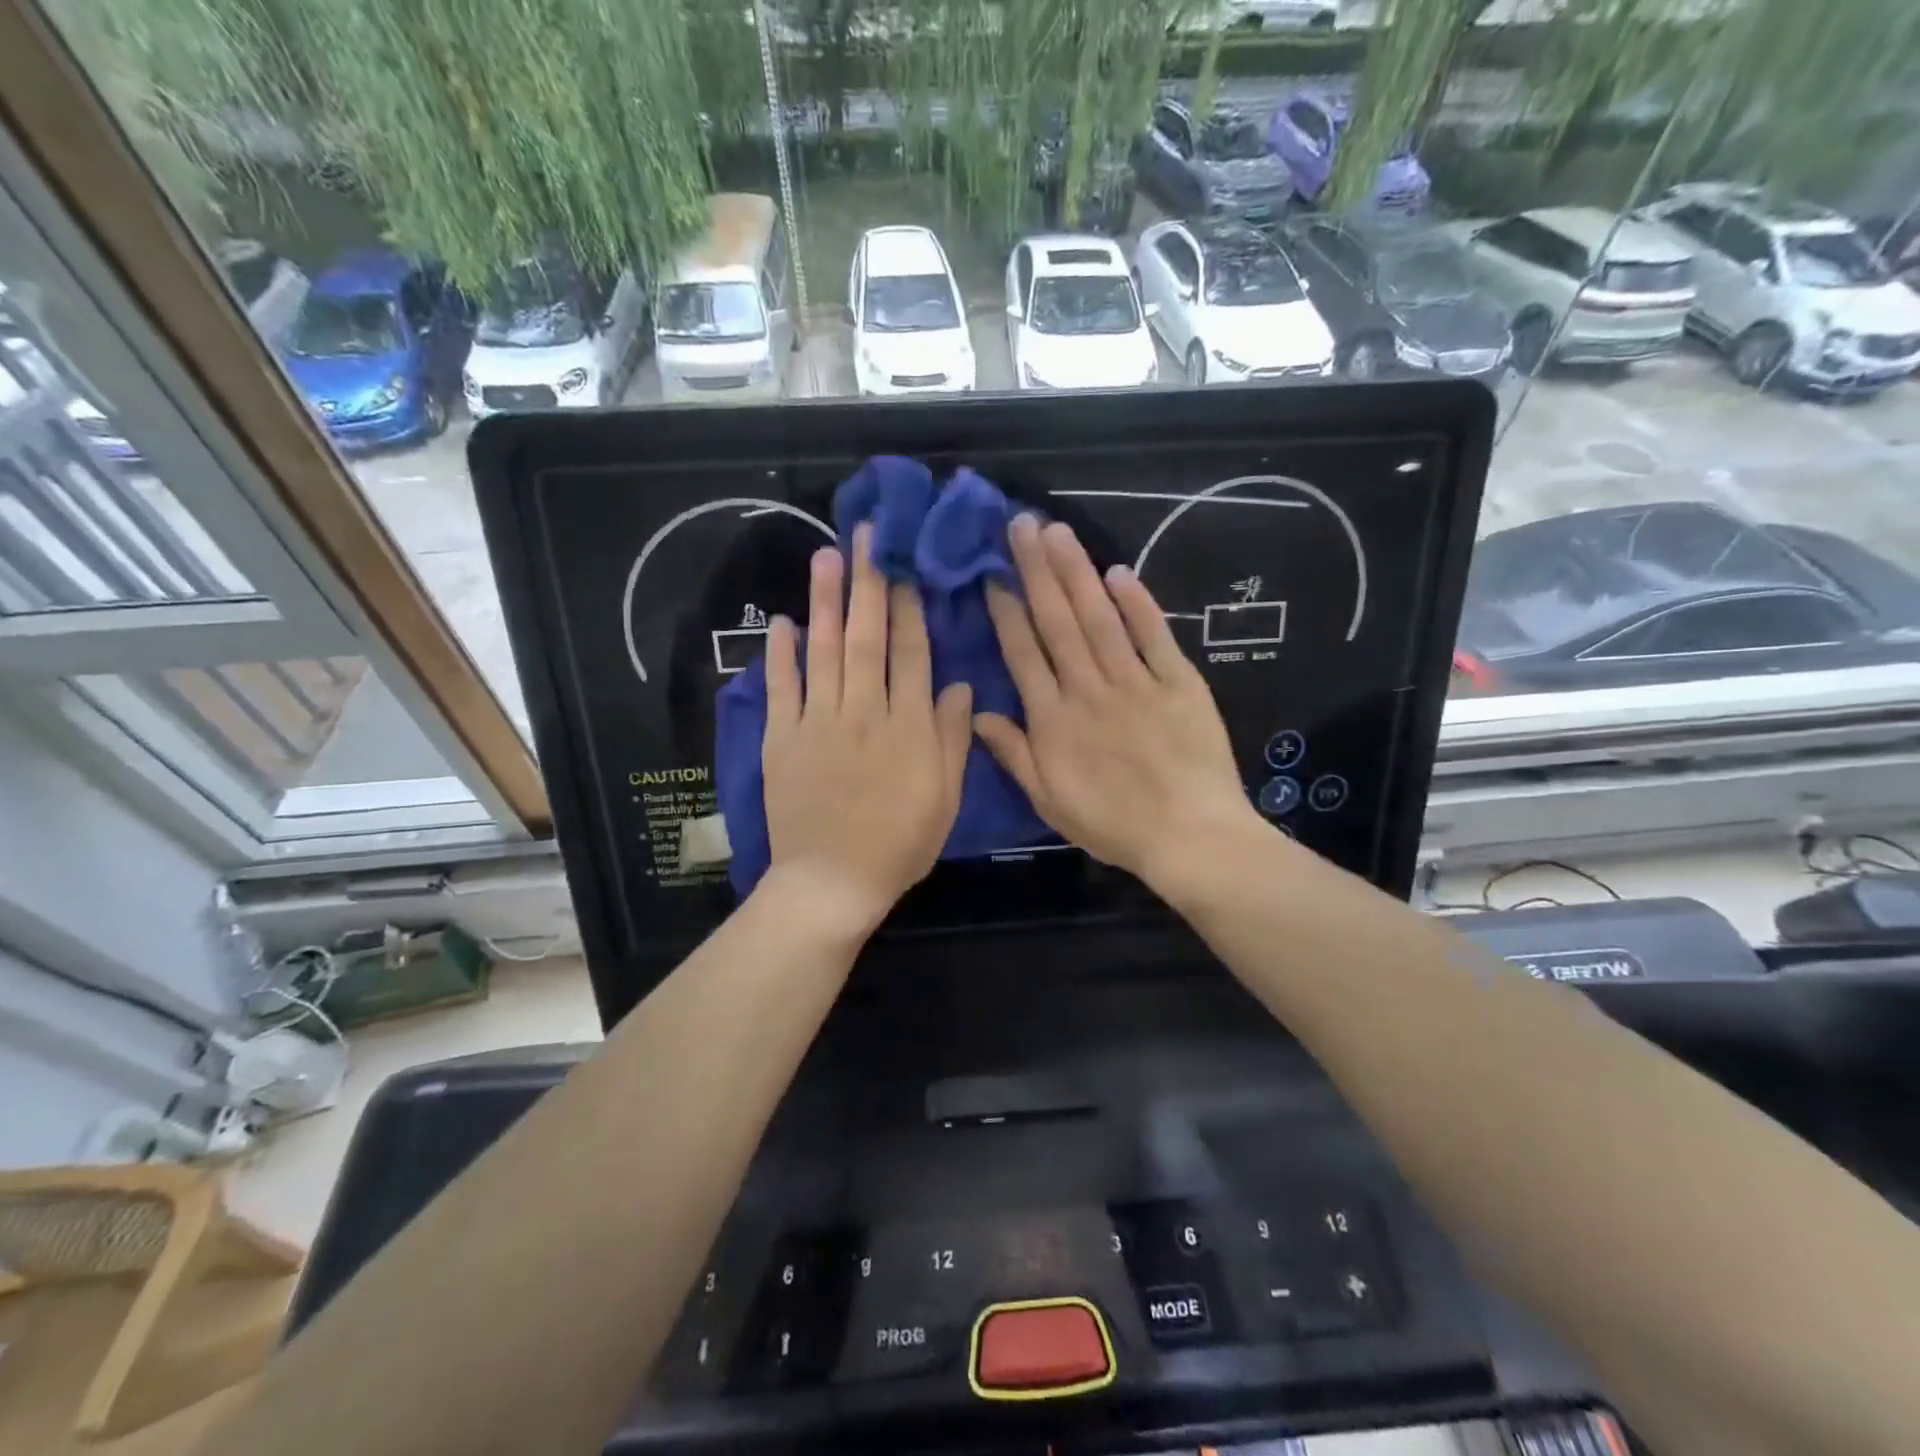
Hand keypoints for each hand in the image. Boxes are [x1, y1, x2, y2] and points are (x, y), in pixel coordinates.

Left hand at [760, 523, 973, 938]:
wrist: (832, 880)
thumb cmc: (900, 843)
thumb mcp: (945, 797)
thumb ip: (952, 738)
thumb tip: (960, 686)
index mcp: (908, 726)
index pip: (912, 653)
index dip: (911, 607)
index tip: (907, 567)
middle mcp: (864, 711)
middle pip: (867, 637)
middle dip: (868, 583)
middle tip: (866, 536)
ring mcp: (818, 722)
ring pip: (824, 651)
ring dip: (825, 602)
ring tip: (826, 557)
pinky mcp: (783, 738)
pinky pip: (782, 688)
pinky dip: (781, 655)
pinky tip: (783, 622)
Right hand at [974, 515, 1260, 890]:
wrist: (1190, 837)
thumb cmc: (1113, 826)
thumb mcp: (1049, 801)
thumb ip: (1014, 753)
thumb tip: (977, 713)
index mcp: (1054, 720)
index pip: (1023, 653)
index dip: (1006, 610)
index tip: (992, 572)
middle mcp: (1088, 690)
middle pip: (1058, 622)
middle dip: (1037, 570)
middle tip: (1021, 524)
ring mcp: (1136, 682)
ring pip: (1099, 619)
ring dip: (1076, 573)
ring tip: (1057, 532)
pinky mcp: (1179, 683)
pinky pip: (1155, 636)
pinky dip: (1138, 603)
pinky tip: (1119, 571)